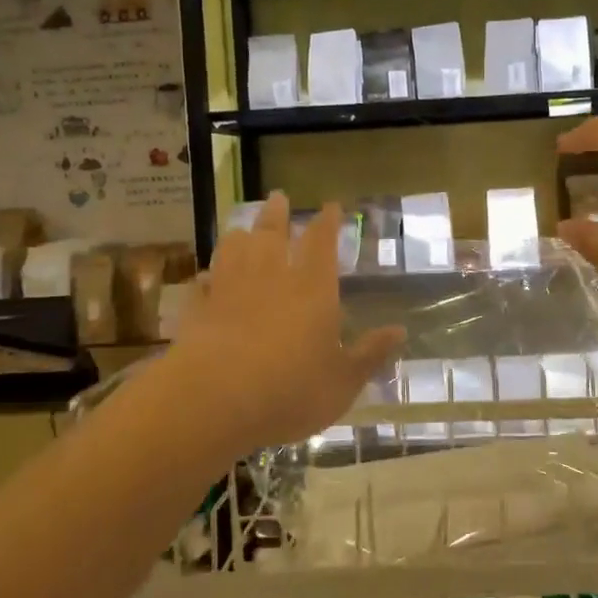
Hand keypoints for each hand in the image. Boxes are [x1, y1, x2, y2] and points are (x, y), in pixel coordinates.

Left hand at [172, 194, 404, 459]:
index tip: (330, 205)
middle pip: (272, 234)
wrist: (213, 401)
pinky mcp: (197, 312)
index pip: (321, 243)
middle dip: (277, 214)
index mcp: (312, 289)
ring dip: (240, 236)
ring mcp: (229, 291)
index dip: (327, 222)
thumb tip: (400, 331)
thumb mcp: (343, 381)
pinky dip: (206, 278)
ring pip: (233, 251)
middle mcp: (270, 278)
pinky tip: (204, 277)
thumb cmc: (290, 390)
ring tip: (242, 228)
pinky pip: (202, 286)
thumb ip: (370, 354)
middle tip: (278, 196)